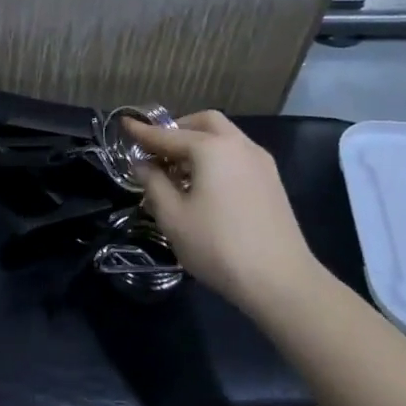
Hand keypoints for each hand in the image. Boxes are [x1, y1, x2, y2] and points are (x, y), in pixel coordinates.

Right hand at [125, 111, 327, 315]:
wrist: (281, 282)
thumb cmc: (218, 246)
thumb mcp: (172, 217)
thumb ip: (153, 183)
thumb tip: (143, 164)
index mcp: (211, 148)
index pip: (167, 135)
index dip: (142, 132)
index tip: (124, 124)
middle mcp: (239, 146)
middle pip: (204, 123)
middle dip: (177, 130)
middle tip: (156, 150)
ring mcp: (261, 163)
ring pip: (225, 138)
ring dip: (198, 144)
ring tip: (177, 171)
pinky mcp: (272, 182)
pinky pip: (237, 155)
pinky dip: (216, 158)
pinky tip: (205, 185)